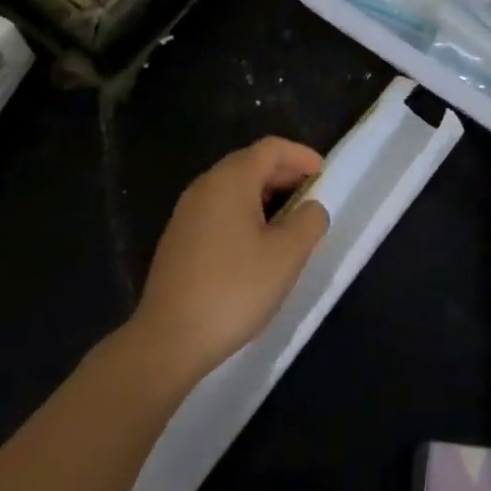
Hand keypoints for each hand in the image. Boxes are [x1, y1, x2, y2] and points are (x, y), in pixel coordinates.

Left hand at [131, 137, 329, 381]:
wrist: (166, 342)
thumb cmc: (234, 290)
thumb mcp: (287, 255)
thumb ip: (309, 221)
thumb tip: (311, 208)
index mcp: (231, 179)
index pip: (272, 148)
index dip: (301, 155)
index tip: (324, 174)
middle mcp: (205, 185)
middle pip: (251, 164)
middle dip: (285, 175)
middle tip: (311, 197)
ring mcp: (187, 212)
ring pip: (234, 188)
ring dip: (265, 196)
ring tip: (288, 223)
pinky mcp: (178, 239)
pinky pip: (219, 210)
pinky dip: (244, 214)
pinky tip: (256, 246)